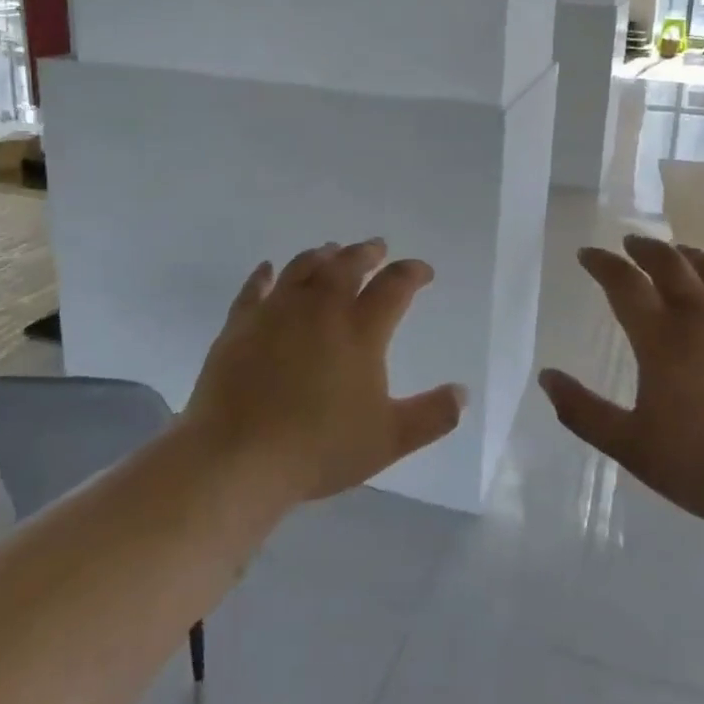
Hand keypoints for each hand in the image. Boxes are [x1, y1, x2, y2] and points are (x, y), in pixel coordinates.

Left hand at [184, 240, 467, 501]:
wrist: (239, 456)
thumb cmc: (320, 448)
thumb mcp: (388, 439)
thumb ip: (431, 415)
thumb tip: (463, 393)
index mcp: (360, 330)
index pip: (394, 286)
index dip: (413, 273)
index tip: (423, 271)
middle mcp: (320, 309)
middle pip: (347, 265)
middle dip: (367, 252)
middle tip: (377, 247)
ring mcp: (276, 312)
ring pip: (303, 268)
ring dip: (322, 255)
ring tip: (331, 250)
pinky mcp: (240, 324)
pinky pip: (254, 288)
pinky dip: (264, 275)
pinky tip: (268, 269)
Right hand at [539, 235, 703, 533]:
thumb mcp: (632, 448)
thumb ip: (584, 412)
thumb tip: (547, 378)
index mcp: (663, 338)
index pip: (624, 283)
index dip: (601, 263)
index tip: (587, 254)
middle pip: (670, 263)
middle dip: (644, 247)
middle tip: (629, 243)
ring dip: (689, 254)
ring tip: (678, 253)